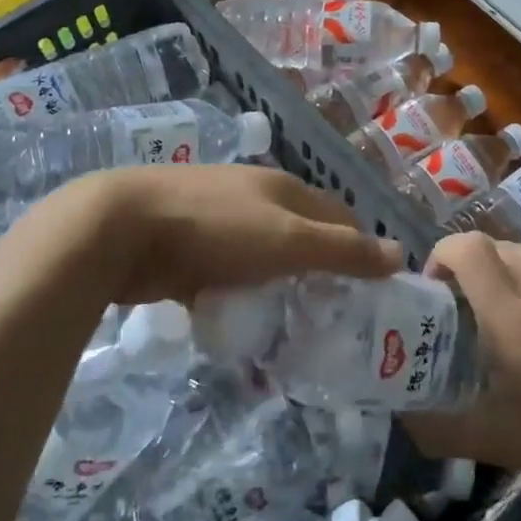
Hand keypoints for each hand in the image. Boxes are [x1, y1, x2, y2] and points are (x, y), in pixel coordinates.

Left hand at [14, 164, 402, 306]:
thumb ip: (343, 250)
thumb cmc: (216, 229)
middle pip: (300, 236)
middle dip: (317, 273)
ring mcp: (217, 221)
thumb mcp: (289, 240)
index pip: (338, 214)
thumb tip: (400, 254)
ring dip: (276, 290)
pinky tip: (237, 328)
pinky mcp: (185, 249)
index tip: (369, 291)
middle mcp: (254, 198)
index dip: (358, 247)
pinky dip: (236, 299)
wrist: (121, 229)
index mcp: (283, 189)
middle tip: (331, 319)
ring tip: (289, 332)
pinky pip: (224, 278)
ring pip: (261, 259)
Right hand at [401, 234, 520, 484]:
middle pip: (488, 245)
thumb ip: (437, 428)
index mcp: (512, 315)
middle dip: (466, 268)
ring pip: (518, 252)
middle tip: (465, 309)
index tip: (436, 290)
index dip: (441, 257)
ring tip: (505, 314)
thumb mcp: (494, 441)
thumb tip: (401, 414)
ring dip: (499, 272)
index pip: (466, 248)